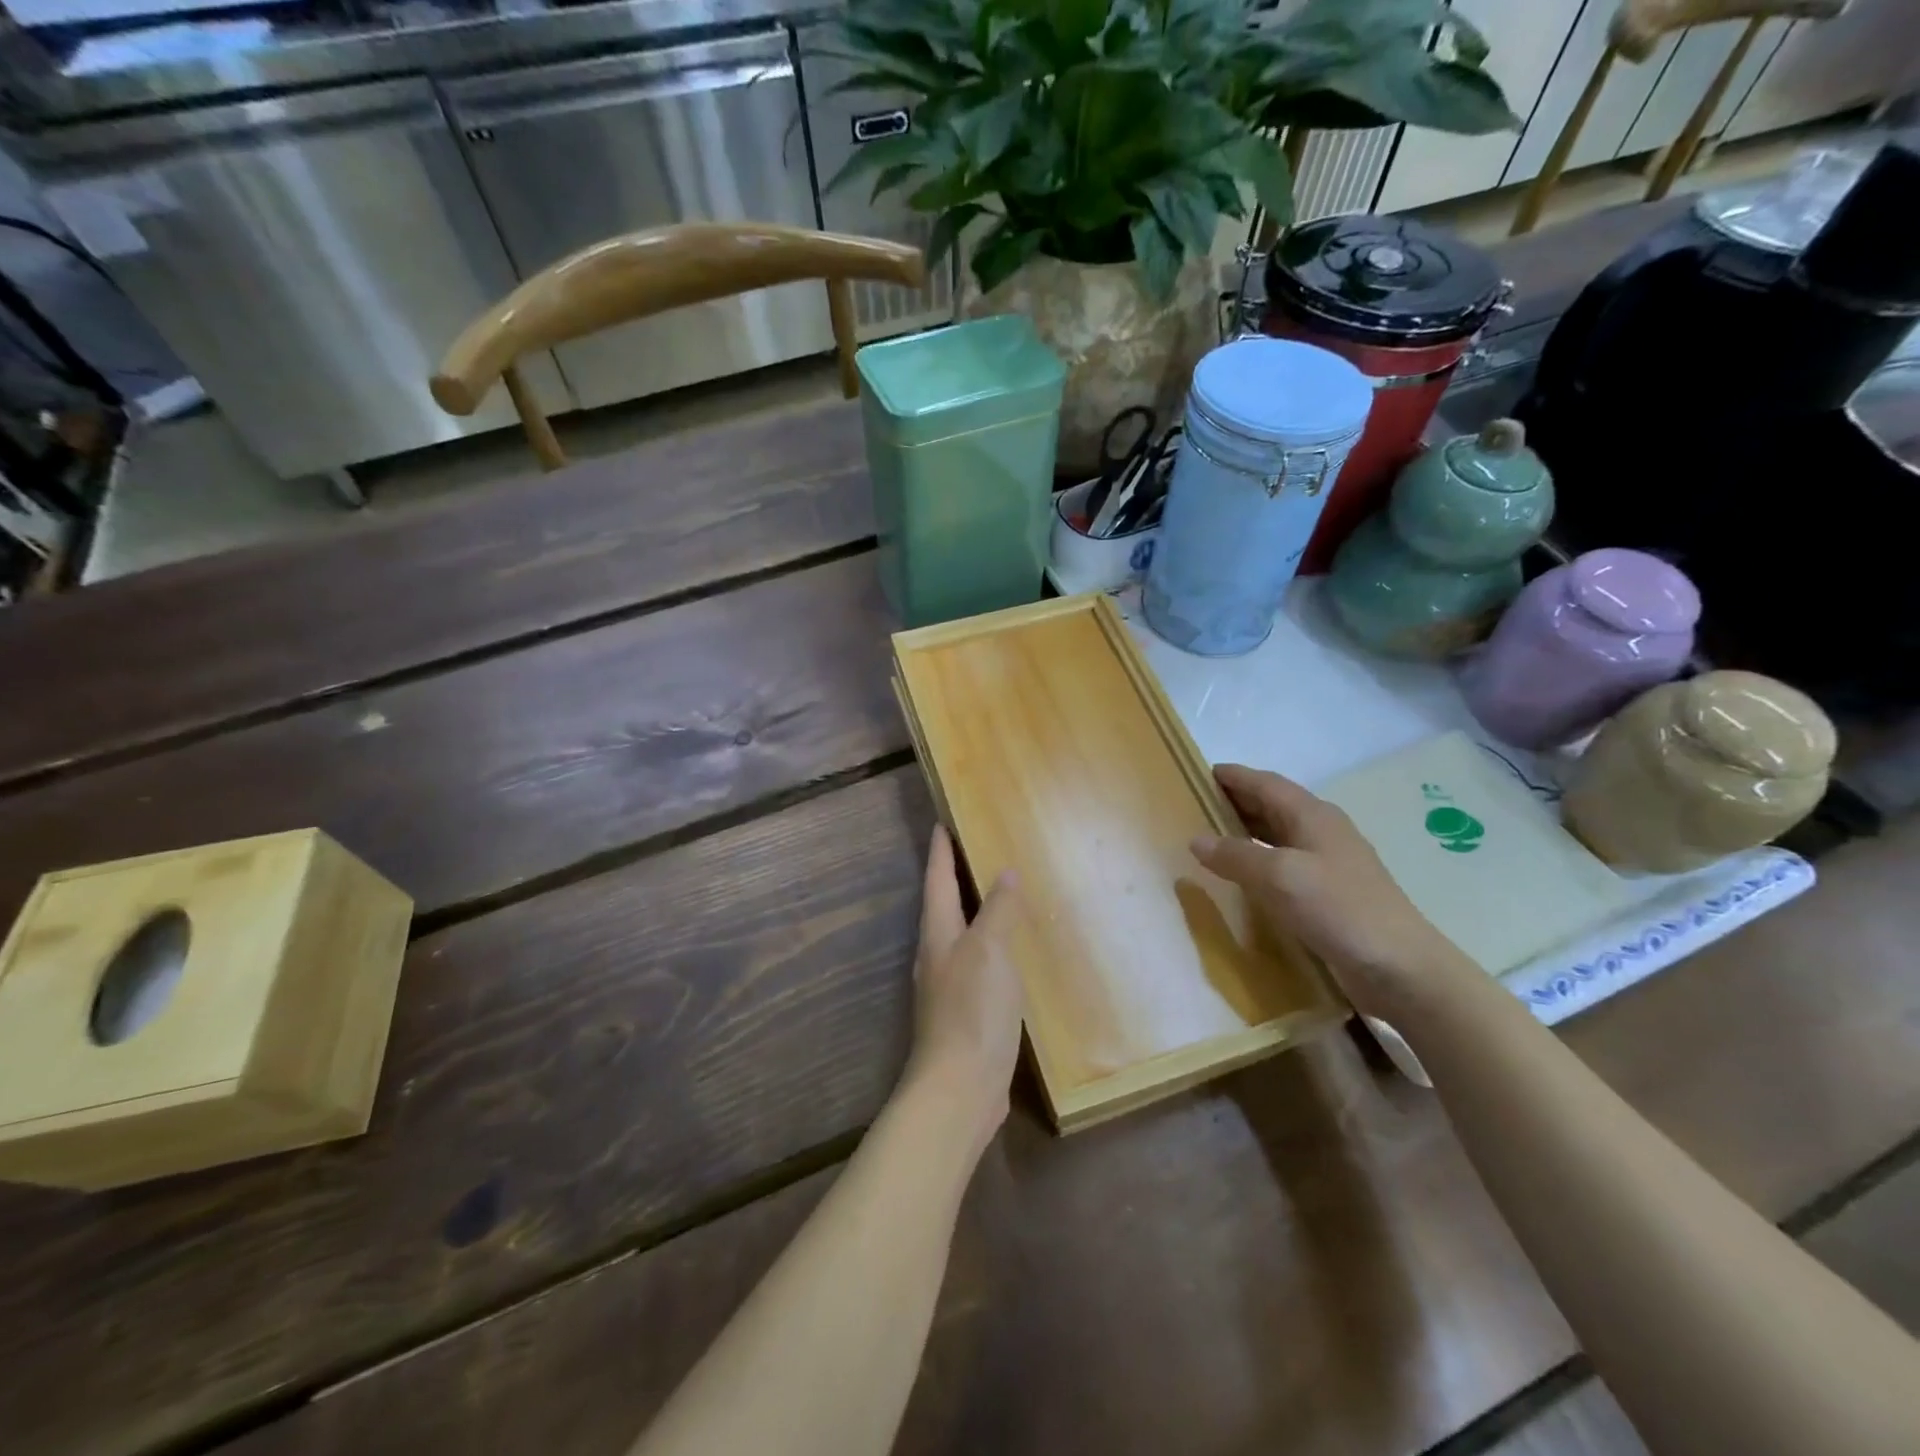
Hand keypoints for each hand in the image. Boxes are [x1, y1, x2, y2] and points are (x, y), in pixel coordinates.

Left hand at [904, 826, 1023, 1152]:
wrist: (960, 1089)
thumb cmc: (973, 1010)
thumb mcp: (990, 952)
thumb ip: (998, 911)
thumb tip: (1005, 873)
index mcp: (938, 934)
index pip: (937, 880)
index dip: (940, 850)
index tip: (941, 822)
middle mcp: (937, 956)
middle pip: (942, 905)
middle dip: (953, 877)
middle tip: (973, 850)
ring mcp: (948, 987)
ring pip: (959, 935)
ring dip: (972, 911)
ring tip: (995, 895)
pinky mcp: (965, 1013)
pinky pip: (976, 964)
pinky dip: (989, 946)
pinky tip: (1008, 954)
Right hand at [1190, 764, 1472, 1023]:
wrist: (1400, 967)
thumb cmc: (1339, 909)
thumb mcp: (1279, 877)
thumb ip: (1236, 855)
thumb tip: (1196, 839)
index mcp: (1312, 816)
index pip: (1266, 783)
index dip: (1235, 776)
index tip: (1201, 772)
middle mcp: (1321, 831)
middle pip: (1273, 805)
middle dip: (1237, 800)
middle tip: (1197, 804)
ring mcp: (1329, 863)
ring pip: (1279, 834)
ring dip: (1247, 831)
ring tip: (1212, 837)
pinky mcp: (1330, 893)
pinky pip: (1285, 864)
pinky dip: (1259, 860)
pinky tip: (1243, 876)